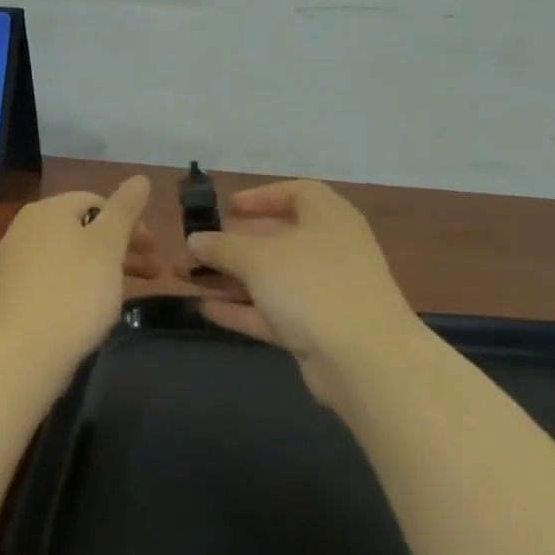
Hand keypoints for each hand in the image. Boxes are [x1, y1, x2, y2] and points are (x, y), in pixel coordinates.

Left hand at [0, 176, 157, 369]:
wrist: (25, 352)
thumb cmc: (75, 291)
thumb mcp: (109, 245)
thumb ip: (126, 209)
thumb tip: (140, 177)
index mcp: (48, 209)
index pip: (97, 201)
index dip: (130, 222)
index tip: (154, 249)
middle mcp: (27, 227)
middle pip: (85, 228)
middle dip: (123, 247)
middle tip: (154, 271)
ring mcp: (17, 261)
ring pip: (72, 254)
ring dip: (107, 266)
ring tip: (132, 291)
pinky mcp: (15, 292)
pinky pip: (57, 276)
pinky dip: (82, 283)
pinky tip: (97, 305)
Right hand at [186, 180, 421, 408]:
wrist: (365, 360)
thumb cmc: (313, 286)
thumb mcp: (259, 259)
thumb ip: (222, 247)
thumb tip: (195, 240)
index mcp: (328, 217)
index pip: (296, 193)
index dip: (261, 197)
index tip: (228, 208)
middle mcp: (330, 248)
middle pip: (277, 238)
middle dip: (232, 245)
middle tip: (194, 251)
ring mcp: (326, 291)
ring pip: (272, 278)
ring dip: (231, 278)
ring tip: (188, 280)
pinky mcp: (318, 328)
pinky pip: (274, 310)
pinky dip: (243, 309)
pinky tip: (207, 309)